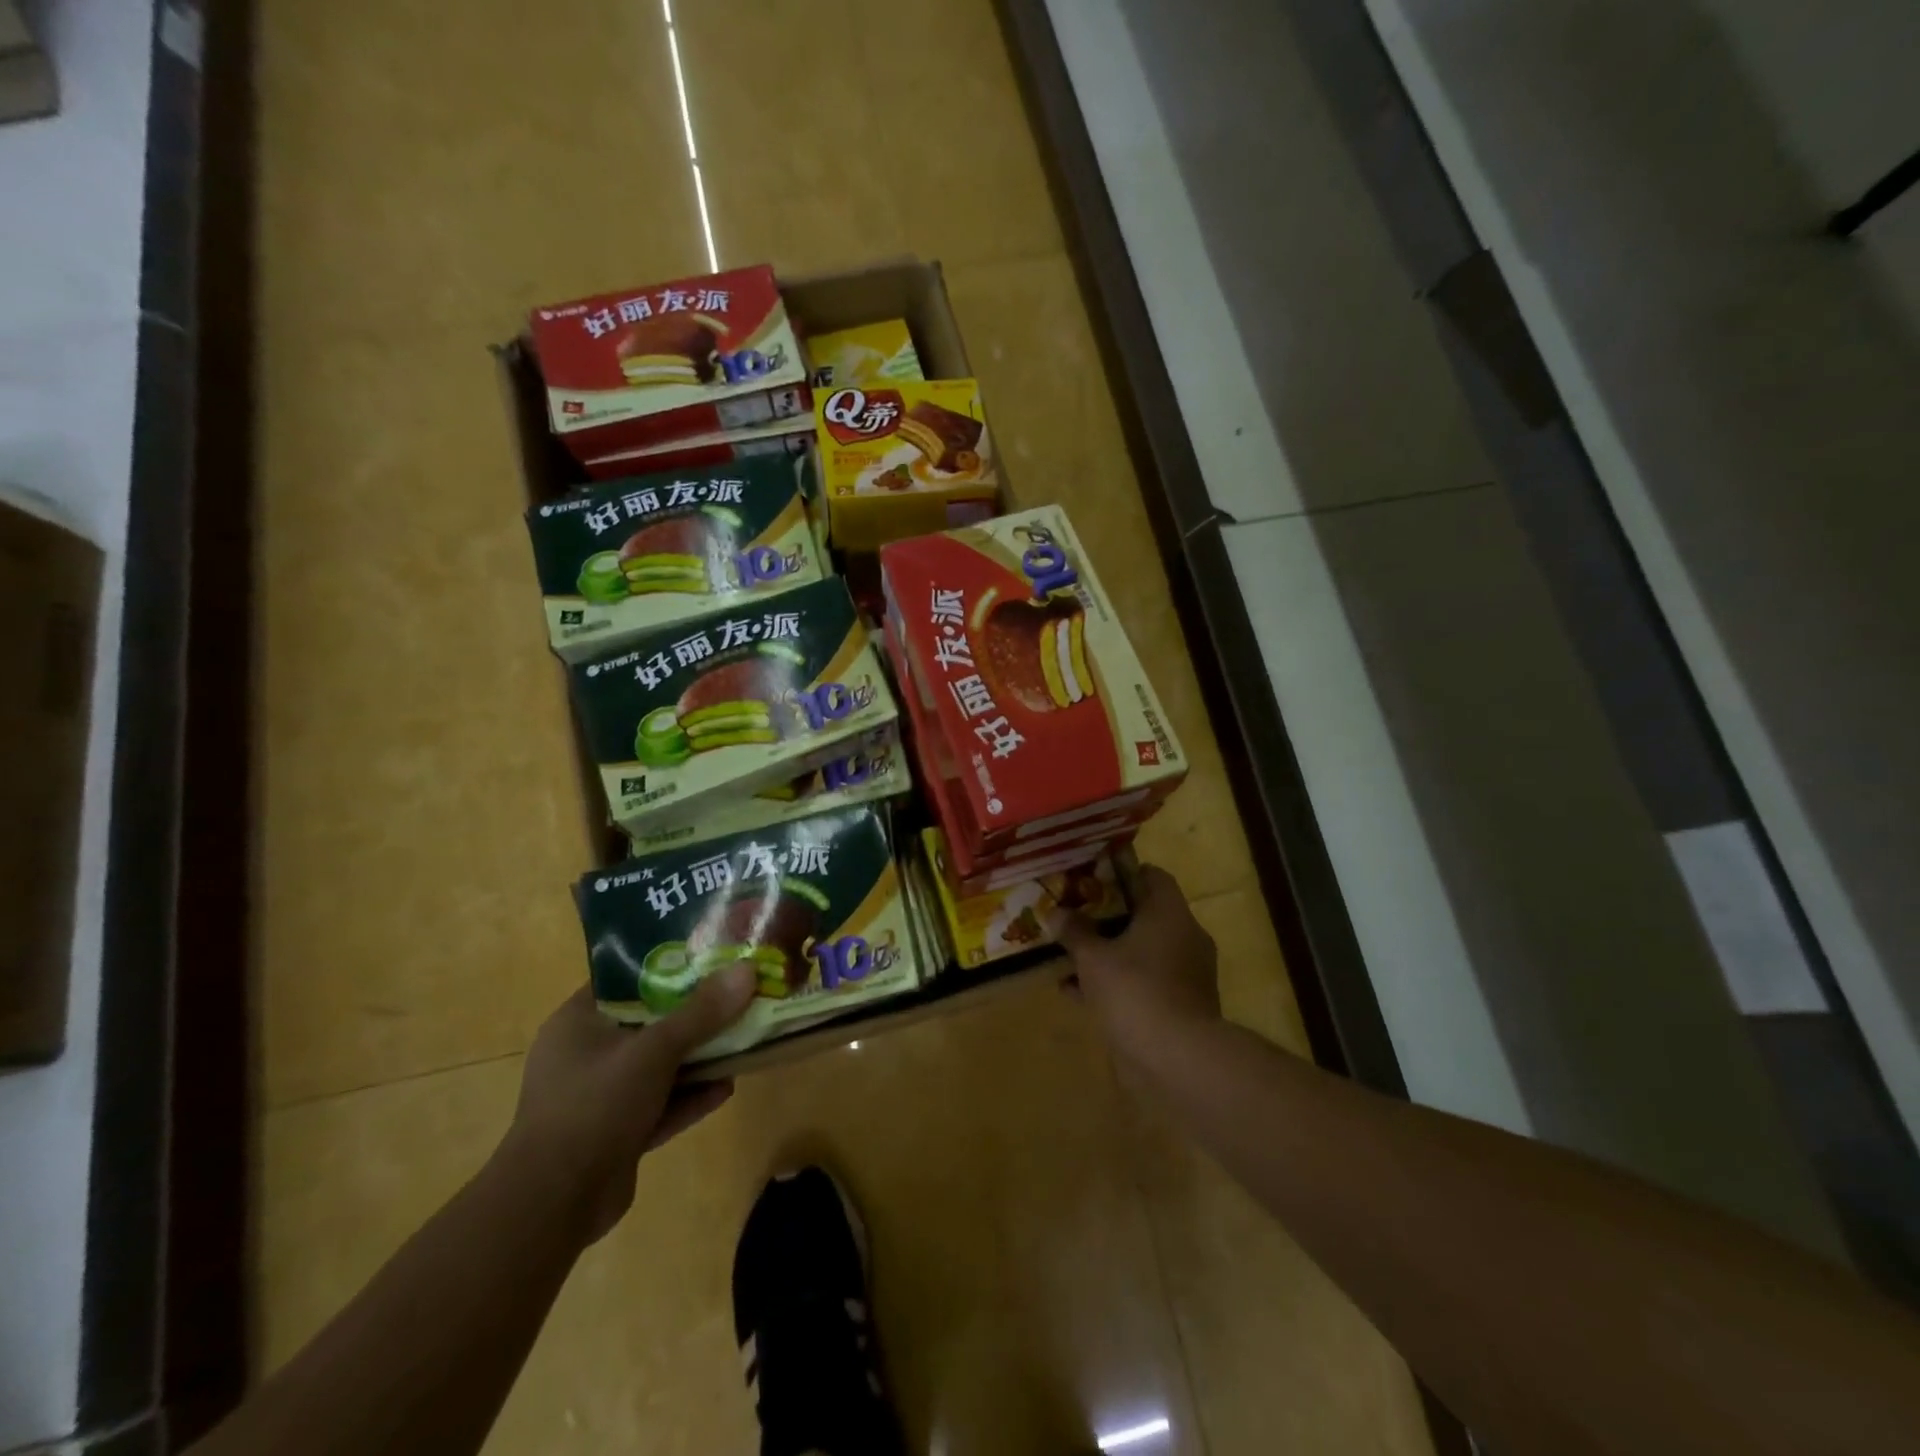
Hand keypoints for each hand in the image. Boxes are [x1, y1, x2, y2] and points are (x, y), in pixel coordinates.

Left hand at [503, 967, 755, 1242]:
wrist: (553, 1205)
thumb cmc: (594, 1106)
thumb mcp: (653, 1051)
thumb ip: (701, 1013)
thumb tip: (747, 969)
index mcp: (578, 1023)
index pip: (625, 980)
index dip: (667, 966)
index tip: (709, 956)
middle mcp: (586, 1055)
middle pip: (649, 1022)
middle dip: (693, 1013)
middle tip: (735, 994)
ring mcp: (600, 1098)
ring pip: (657, 1066)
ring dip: (697, 1057)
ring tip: (742, 1038)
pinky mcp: (616, 1134)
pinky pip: (660, 1105)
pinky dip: (690, 1096)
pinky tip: (728, 1087)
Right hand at [1059, 864, 1220, 1068]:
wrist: (1178, 1059)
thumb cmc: (1135, 991)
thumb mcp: (1093, 958)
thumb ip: (1075, 932)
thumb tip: (1056, 911)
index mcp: (1170, 913)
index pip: (1152, 876)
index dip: (1122, 873)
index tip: (1091, 879)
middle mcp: (1184, 936)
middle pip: (1144, 915)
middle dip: (1107, 917)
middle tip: (1074, 916)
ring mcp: (1185, 973)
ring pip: (1141, 951)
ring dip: (1108, 952)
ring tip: (1068, 955)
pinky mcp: (1180, 1005)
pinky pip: (1143, 982)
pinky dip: (1115, 983)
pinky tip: (1075, 992)